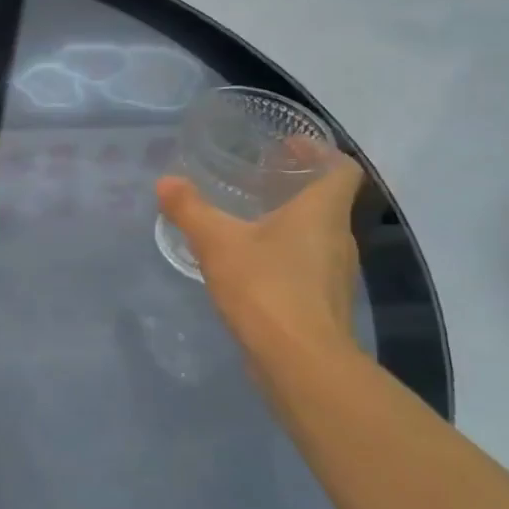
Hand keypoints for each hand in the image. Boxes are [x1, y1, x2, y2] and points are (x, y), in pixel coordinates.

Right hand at [156, 147, 364, 363]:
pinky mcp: (324, 305)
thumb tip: (165, 182)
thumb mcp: (217, 242)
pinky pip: (307, 267)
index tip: (288, 147)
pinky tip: (251, 267)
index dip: (320, 152)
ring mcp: (335, 275)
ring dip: (290, 225)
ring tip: (248, 222)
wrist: (300, 362)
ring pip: (317, 236)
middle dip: (295, 188)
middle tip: (256, 181)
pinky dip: (285, 258)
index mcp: (322, 212)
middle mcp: (338, 238)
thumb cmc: (266, 287)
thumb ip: (190, 209)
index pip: (342, 169)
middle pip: (327, 202)